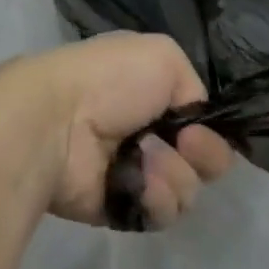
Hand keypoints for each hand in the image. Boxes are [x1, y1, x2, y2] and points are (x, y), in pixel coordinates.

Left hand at [0, 34, 233, 227]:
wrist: (58, 121)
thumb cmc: (109, 80)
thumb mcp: (165, 56)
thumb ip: (194, 87)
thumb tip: (193, 124)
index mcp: (153, 92)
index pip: (200, 120)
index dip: (210, 127)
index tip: (199, 126)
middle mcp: (147, 132)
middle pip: (202, 159)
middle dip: (203, 154)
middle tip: (184, 145)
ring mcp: (135, 172)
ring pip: (186, 188)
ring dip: (175, 174)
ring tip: (147, 162)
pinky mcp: (121, 207)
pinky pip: (161, 213)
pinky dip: (157, 199)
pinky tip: (140, 183)